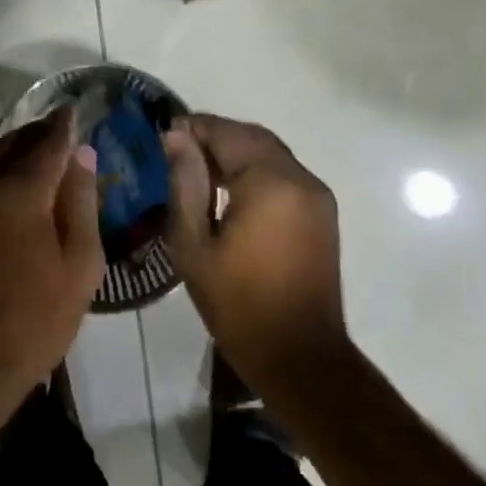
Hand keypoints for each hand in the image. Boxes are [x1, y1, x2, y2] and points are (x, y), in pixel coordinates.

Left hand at [0, 109, 103, 414]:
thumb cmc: (36, 316)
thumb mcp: (79, 263)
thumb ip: (81, 203)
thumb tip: (82, 155)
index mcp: (19, 191)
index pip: (48, 143)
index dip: (65, 125)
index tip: (77, 109)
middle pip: (14, 144)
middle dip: (40, 132)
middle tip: (63, 127)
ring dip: (15, 147)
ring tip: (41, 148)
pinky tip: (13, 182)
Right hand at [163, 114, 348, 395]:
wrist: (299, 356)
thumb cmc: (237, 303)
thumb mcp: (193, 244)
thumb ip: (184, 183)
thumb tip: (175, 137)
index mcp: (270, 182)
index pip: (226, 132)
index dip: (193, 128)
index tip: (163, 137)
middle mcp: (300, 178)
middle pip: (252, 137)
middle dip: (214, 137)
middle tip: (178, 153)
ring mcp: (317, 195)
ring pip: (269, 153)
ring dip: (235, 152)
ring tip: (198, 172)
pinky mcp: (322, 212)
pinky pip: (284, 174)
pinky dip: (255, 170)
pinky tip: (229, 192)